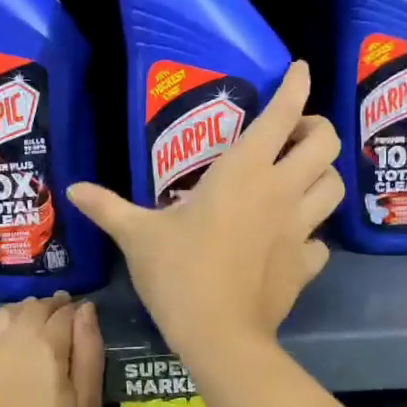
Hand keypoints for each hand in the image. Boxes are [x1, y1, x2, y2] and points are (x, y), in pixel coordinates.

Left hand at [0, 294, 103, 406]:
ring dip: (16, 317)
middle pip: (30, 308)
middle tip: (54, 328)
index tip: (77, 318)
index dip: (73, 312)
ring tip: (24, 335)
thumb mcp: (88, 405)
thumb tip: (84, 309)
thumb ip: (89, 350)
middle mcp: (4, 339)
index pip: (62, 312)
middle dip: (47, 312)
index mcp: (44, 348)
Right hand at [67, 61, 339, 362]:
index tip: (300, 70)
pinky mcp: (307, 264)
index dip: (297, 85)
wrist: (219, 336)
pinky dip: (313, 235)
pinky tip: (292, 241)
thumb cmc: (178, 274)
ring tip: (300, 180)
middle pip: (326, 143)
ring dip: (323, 176)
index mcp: (243, 172)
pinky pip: (322, 240)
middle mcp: (281, 191)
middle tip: (294, 137)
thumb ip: (108, 207)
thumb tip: (72, 188)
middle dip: (318, 129)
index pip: (283, 114)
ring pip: (335, 187)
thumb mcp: (137, 236)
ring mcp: (301, 228)